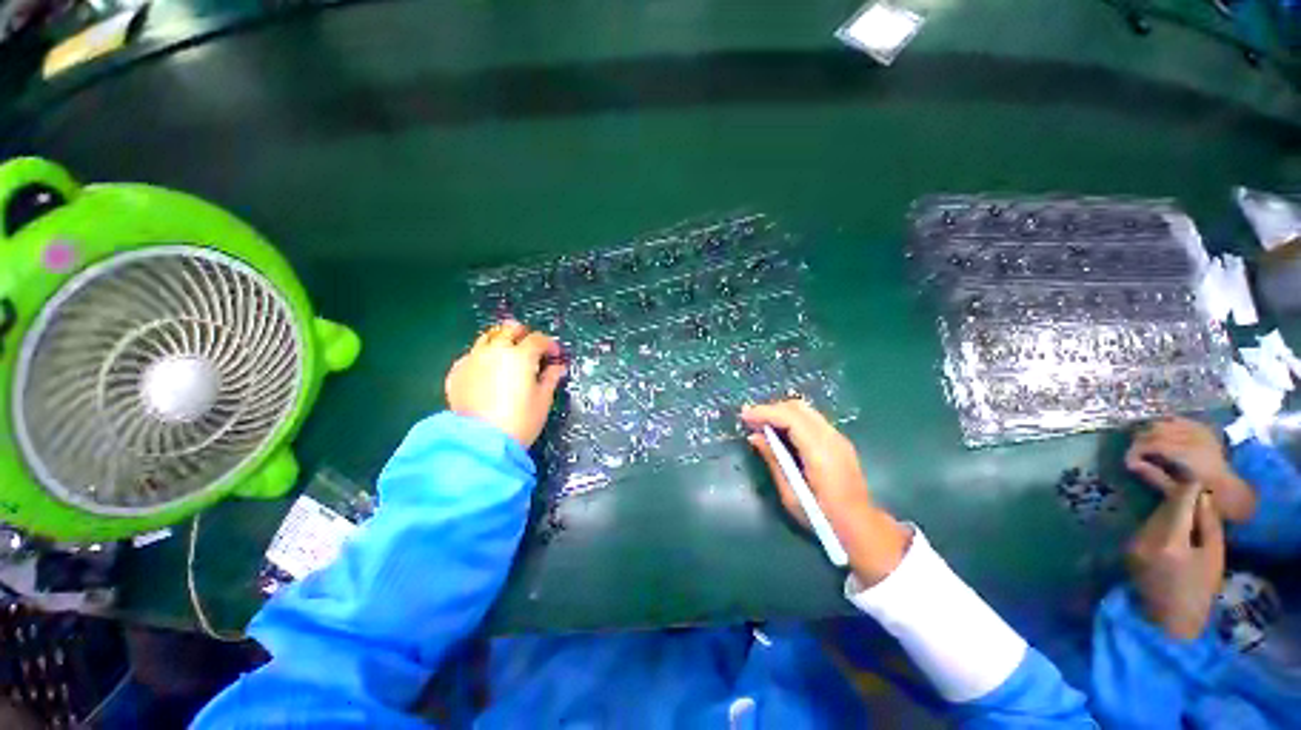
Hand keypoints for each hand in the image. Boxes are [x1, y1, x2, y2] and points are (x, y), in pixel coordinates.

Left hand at [445, 320, 566, 447]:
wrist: (481, 442)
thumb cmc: (520, 421)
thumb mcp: (543, 399)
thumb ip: (551, 378)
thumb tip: (558, 367)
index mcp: (520, 356)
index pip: (538, 339)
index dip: (550, 345)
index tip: (555, 356)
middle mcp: (495, 351)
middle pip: (509, 329)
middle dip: (523, 334)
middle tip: (531, 348)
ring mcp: (472, 360)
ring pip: (487, 338)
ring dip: (501, 341)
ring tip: (508, 355)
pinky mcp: (456, 372)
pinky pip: (471, 355)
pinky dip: (482, 357)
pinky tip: (488, 371)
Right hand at [740, 399, 909, 585]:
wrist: (860, 526)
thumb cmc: (822, 517)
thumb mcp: (791, 494)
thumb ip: (774, 461)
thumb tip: (754, 437)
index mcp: (820, 452)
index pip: (791, 418)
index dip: (765, 412)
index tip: (744, 415)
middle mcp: (831, 438)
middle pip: (798, 408)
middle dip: (771, 409)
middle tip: (750, 419)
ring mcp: (838, 437)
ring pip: (805, 410)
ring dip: (781, 412)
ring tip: (761, 424)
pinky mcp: (838, 441)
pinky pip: (811, 419)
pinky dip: (791, 418)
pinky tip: (780, 431)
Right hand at [1126, 417, 1256, 523]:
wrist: (1234, 490)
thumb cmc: (1204, 496)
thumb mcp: (1179, 491)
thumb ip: (1155, 476)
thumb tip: (1131, 464)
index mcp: (1189, 454)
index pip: (1153, 443)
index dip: (1136, 450)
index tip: (1127, 462)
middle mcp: (1194, 437)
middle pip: (1156, 431)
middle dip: (1140, 441)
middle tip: (1133, 455)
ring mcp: (1200, 431)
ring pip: (1164, 423)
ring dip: (1149, 433)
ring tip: (1143, 446)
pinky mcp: (1202, 429)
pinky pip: (1177, 420)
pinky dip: (1163, 425)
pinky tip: (1158, 435)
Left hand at [1126, 480, 1224, 639]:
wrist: (1169, 621)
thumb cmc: (1199, 591)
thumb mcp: (1213, 557)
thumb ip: (1208, 524)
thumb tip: (1202, 496)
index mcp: (1170, 542)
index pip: (1178, 505)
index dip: (1188, 490)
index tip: (1197, 480)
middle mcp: (1145, 539)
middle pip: (1163, 509)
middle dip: (1178, 500)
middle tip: (1193, 492)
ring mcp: (1132, 544)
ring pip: (1153, 517)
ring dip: (1168, 512)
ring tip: (1186, 512)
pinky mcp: (1127, 550)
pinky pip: (1145, 528)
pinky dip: (1159, 524)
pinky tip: (1172, 529)